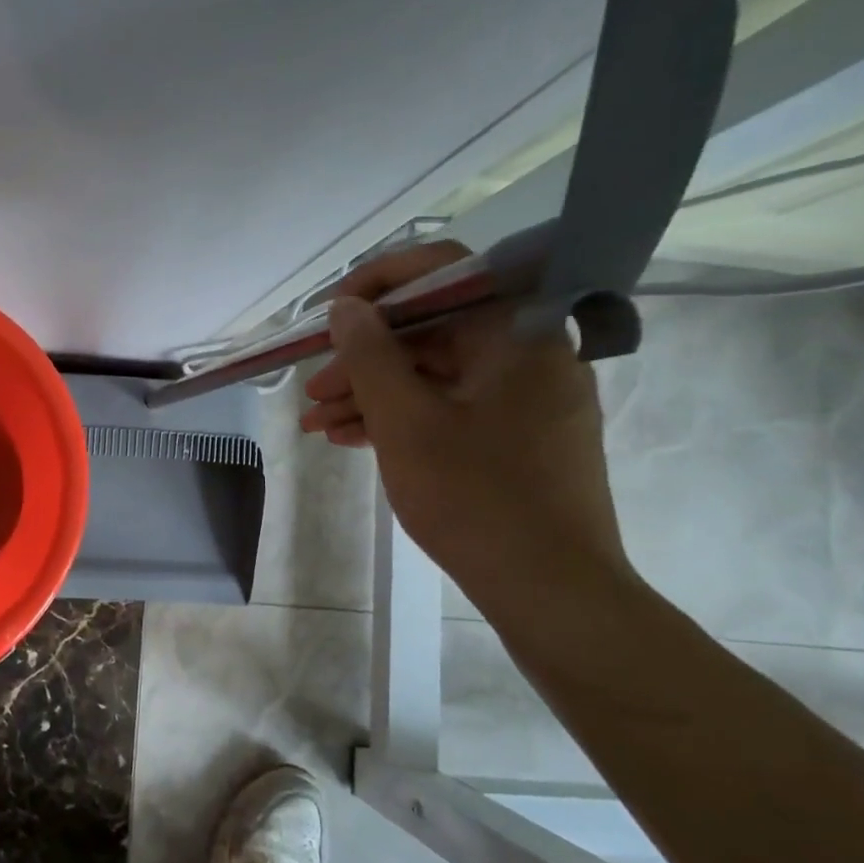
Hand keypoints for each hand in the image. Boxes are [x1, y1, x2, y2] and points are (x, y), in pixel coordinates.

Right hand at [298, 241, 631, 616]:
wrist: (551, 590)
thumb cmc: (476, 498)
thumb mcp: (405, 422)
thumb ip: (370, 355)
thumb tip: (345, 308)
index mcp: (517, 332)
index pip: (443, 272)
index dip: (376, 284)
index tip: (329, 315)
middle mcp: (528, 352)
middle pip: (432, 330)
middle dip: (362, 358)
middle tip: (312, 390)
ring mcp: (525, 397)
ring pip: (435, 374)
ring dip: (371, 394)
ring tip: (316, 425)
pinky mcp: (518, 436)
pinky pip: (451, 407)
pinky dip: (402, 418)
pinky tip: (351, 439)